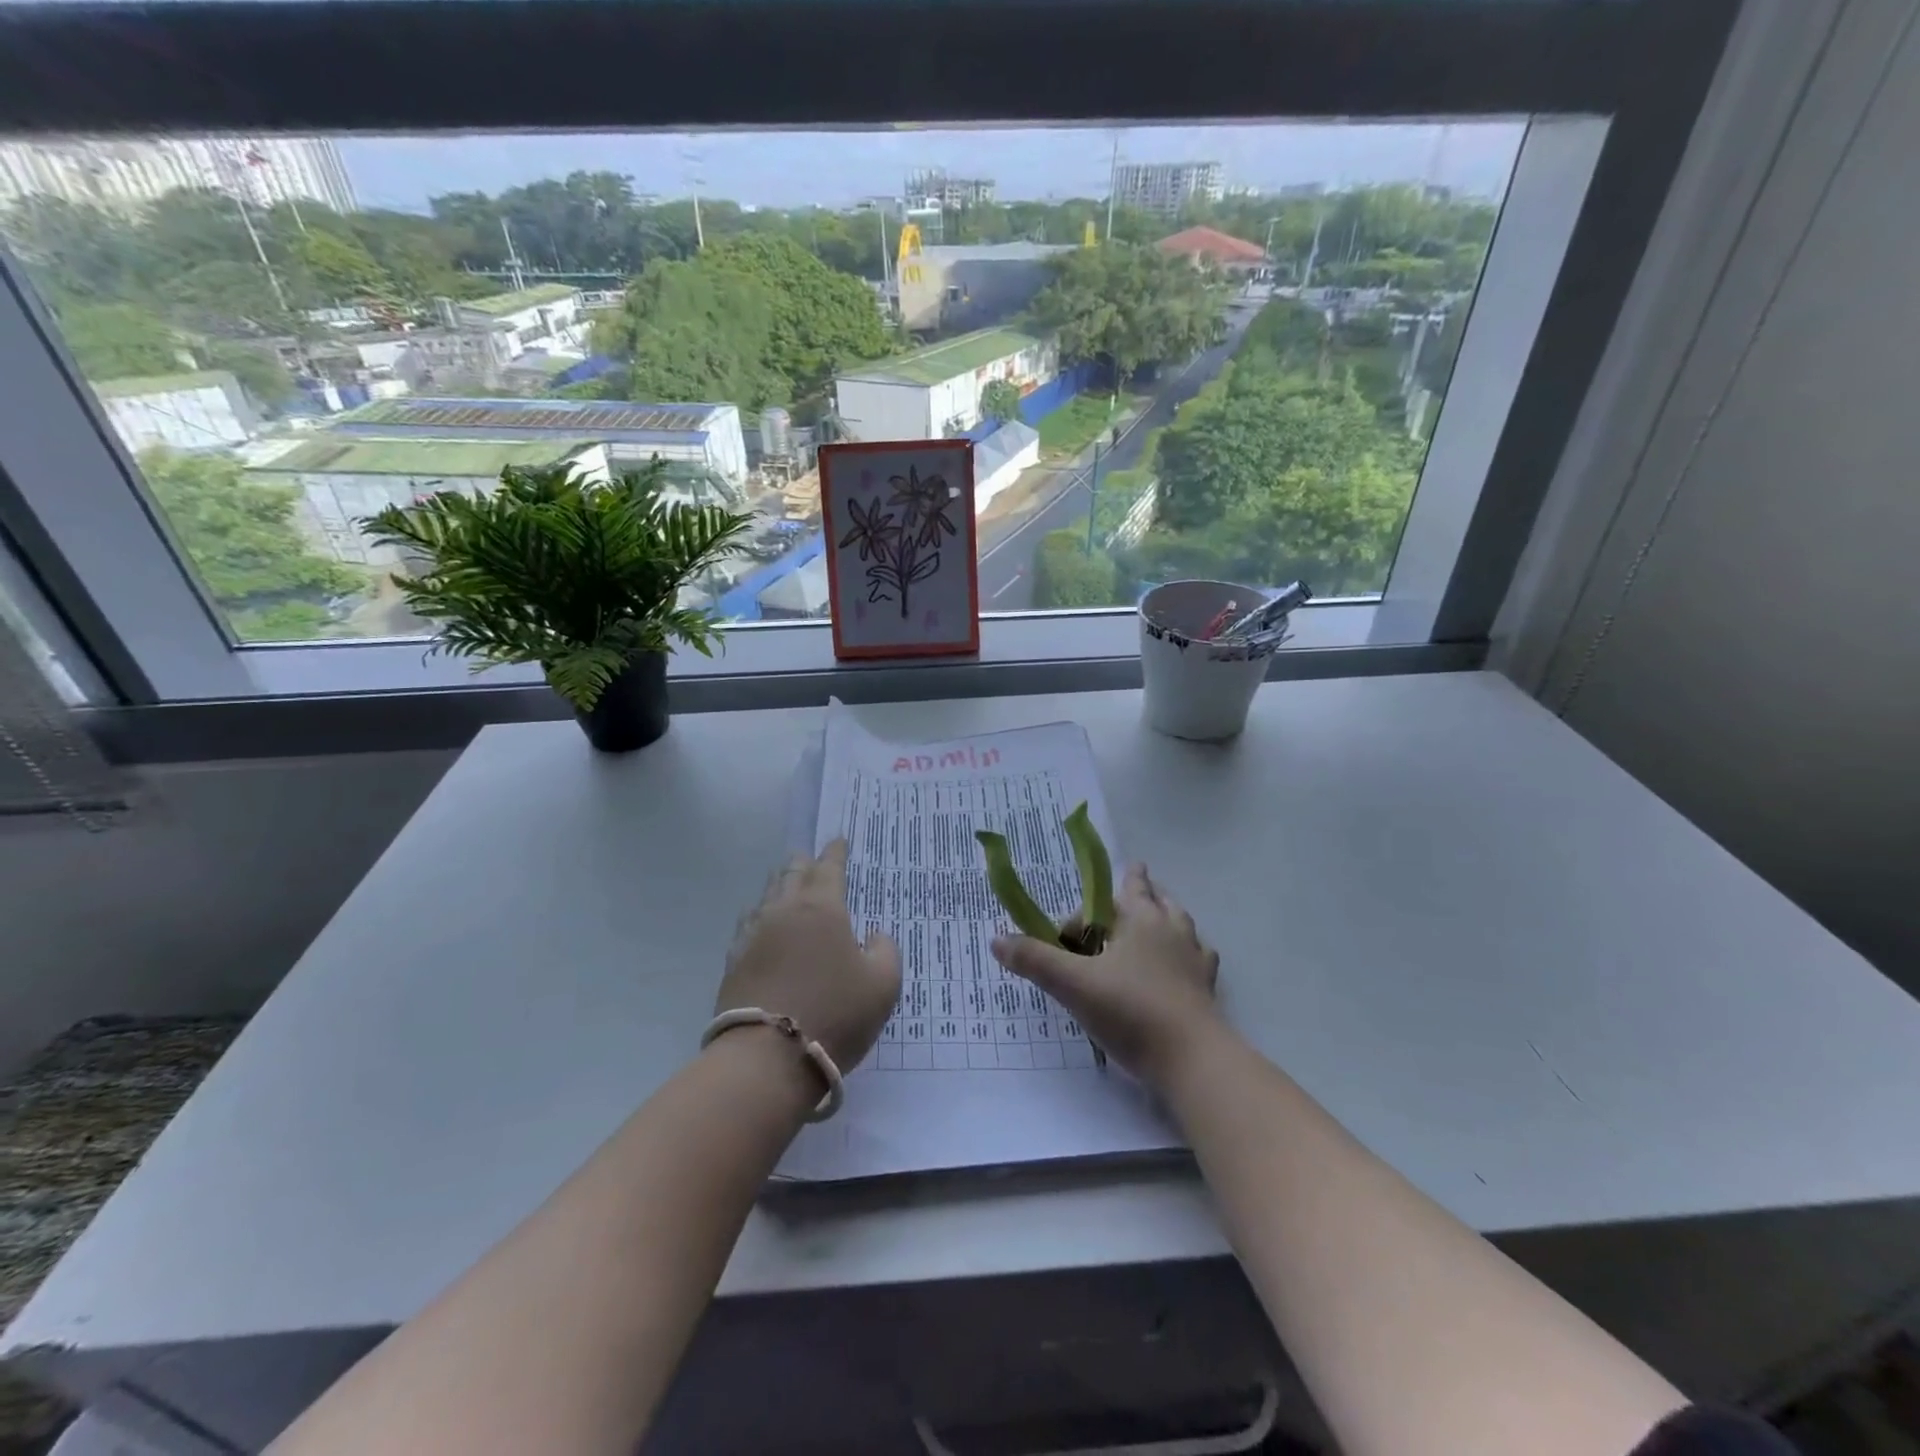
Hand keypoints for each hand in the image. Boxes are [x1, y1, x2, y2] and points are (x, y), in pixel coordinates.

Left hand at [715, 839, 900, 1072]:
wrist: (768, 1057)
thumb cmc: (836, 1014)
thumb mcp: (883, 984)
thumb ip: (885, 950)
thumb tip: (873, 935)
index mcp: (823, 908)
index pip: (829, 867)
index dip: (835, 852)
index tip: (838, 839)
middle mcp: (784, 910)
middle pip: (792, 874)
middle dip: (803, 862)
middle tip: (810, 858)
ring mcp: (754, 934)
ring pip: (766, 895)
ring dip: (779, 884)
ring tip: (785, 883)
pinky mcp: (734, 960)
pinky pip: (748, 923)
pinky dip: (760, 914)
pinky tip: (761, 922)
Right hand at [992, 863, 1222, 1088]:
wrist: (1191, 1059)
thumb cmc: (1130, 1011)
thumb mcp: (1073, 984)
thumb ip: (1035, 960)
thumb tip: (997, 940)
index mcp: (1140, 920)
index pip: (1109, 898)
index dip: (1084, 913)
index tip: (1066, 938)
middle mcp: (1170, 930)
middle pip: (1155, 899)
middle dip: (1141, 890)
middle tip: (1136, 878)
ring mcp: (1193, 958)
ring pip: (1181, 923)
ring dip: (1167, 914)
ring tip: (1161, 914)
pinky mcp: (1206, 988)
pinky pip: (1199, 958)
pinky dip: (1189, 953)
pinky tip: (1185, 963)